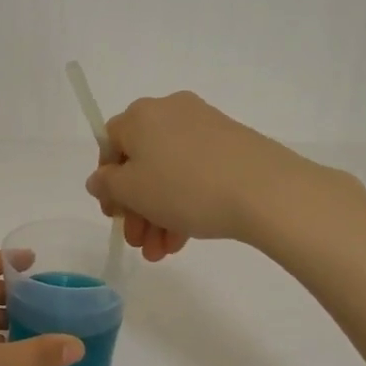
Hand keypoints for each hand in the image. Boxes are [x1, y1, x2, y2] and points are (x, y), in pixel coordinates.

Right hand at [84, 91, 305, 258]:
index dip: (108, 182)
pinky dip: (185, 203)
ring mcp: (204, 127)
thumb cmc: (184, 187)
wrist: (265, 190)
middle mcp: (170, 112)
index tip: (115, 215)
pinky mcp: (232, 144)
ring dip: (159, 214)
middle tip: (139, 241)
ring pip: (169, 173)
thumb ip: (107, 185)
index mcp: (140, 115)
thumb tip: (100, 178)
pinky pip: (195, 173)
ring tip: (162, 252)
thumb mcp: (132, 192)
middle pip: (141, 162)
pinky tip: (184, 239)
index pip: (110, 143)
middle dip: (136, 208)